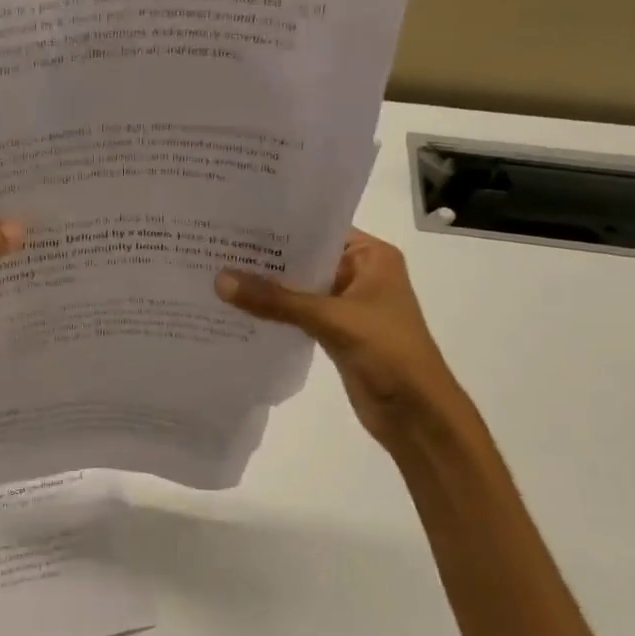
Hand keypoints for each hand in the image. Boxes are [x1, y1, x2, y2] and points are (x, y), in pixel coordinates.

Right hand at [216, 229, 466, 450]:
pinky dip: (274, 313)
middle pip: (306, 259)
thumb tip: (220, 280)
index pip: (319, 230)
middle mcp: (360, 274)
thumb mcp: (330, 319)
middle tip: (218, 247)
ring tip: (218, 274)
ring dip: (267, 288)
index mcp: (372, 257)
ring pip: (299, 289)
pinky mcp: (336, 333)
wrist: (416, 413)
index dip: (280, 227)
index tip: (236, 222)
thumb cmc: (387, 351)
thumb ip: (276, 300)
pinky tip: (238, 310)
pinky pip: (298, 315)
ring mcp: (347, 305)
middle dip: (266, 259)